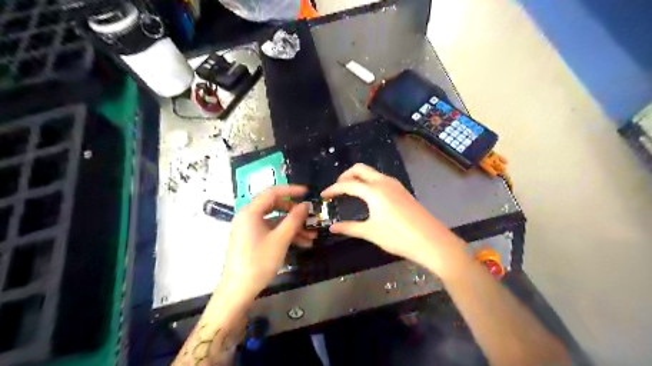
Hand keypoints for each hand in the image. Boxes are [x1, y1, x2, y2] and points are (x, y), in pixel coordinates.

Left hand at [223, 184, 316, 300]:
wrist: (238, 290)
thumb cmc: (259, 261)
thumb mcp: (280, 239)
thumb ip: (294, 219)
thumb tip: (305, 205)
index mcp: (250, 212)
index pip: (272, 192)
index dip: (291, 190)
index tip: (307, 192)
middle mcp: (248, 216)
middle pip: (274, 206)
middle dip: (294, 213)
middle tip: (309, 217)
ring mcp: (249, 228)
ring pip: (275, 221)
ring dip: (293, 226)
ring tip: (311, 236)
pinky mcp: (252, 239)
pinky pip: (271, 231)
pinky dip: (285, 235)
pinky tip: (302, 243)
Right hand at [321, 164, 462, 273]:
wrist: (431, 241)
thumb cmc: (398, 237)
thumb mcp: (370, 232)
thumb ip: (349, 228)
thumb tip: (332, 228)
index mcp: (374, 191)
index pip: (347, 184)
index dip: (333, 189)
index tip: (323, 194)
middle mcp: (384, 182)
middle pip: (360, 169)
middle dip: (345, 175)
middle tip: (337, 188)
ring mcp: (395, 185)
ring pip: (372, 173)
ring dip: (358, 177)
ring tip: (350, 192)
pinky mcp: (402, 190)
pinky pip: (381, 179)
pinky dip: (369, 182)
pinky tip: (368, 196)